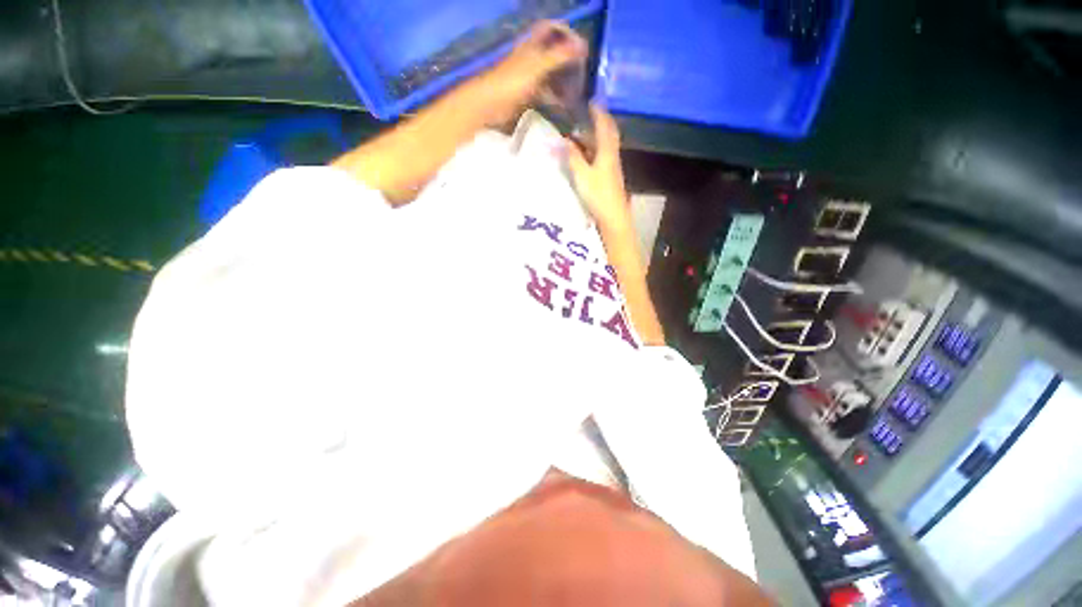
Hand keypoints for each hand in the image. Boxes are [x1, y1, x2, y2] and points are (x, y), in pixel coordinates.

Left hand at [479, 21, 587, 125]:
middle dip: (568, 61)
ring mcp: (528, 76)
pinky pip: (545, 93)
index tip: (581, 47)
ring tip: (576, 93)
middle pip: (553, 53)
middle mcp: (531, 57)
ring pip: (550, 74)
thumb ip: (559, 56)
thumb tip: (583, 46)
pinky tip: (563, 107)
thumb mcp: (537, 66)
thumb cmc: (512, 82)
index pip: (551, 28)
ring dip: (563, 82)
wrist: (490, 104)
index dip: (566, 32)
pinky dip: (555, 98)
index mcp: (532, 45)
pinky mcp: (526, 95)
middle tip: (582, 73)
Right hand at [567, 104, 630, 229]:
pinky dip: (594, 151)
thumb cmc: (598, 195)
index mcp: (607, 151)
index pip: (604, 126)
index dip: (598, 112)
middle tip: (587, 115)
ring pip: (604, 146)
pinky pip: (602, 157)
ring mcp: (612, 168)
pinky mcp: (610, 178)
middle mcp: (612, 156)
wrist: (613, 217)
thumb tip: (565, 140)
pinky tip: (585, 156)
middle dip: (599, 123)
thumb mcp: (582, 175)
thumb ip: (573, 157)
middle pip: (607, 134)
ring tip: (581, 134)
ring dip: (594, 138)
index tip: (591, 101)